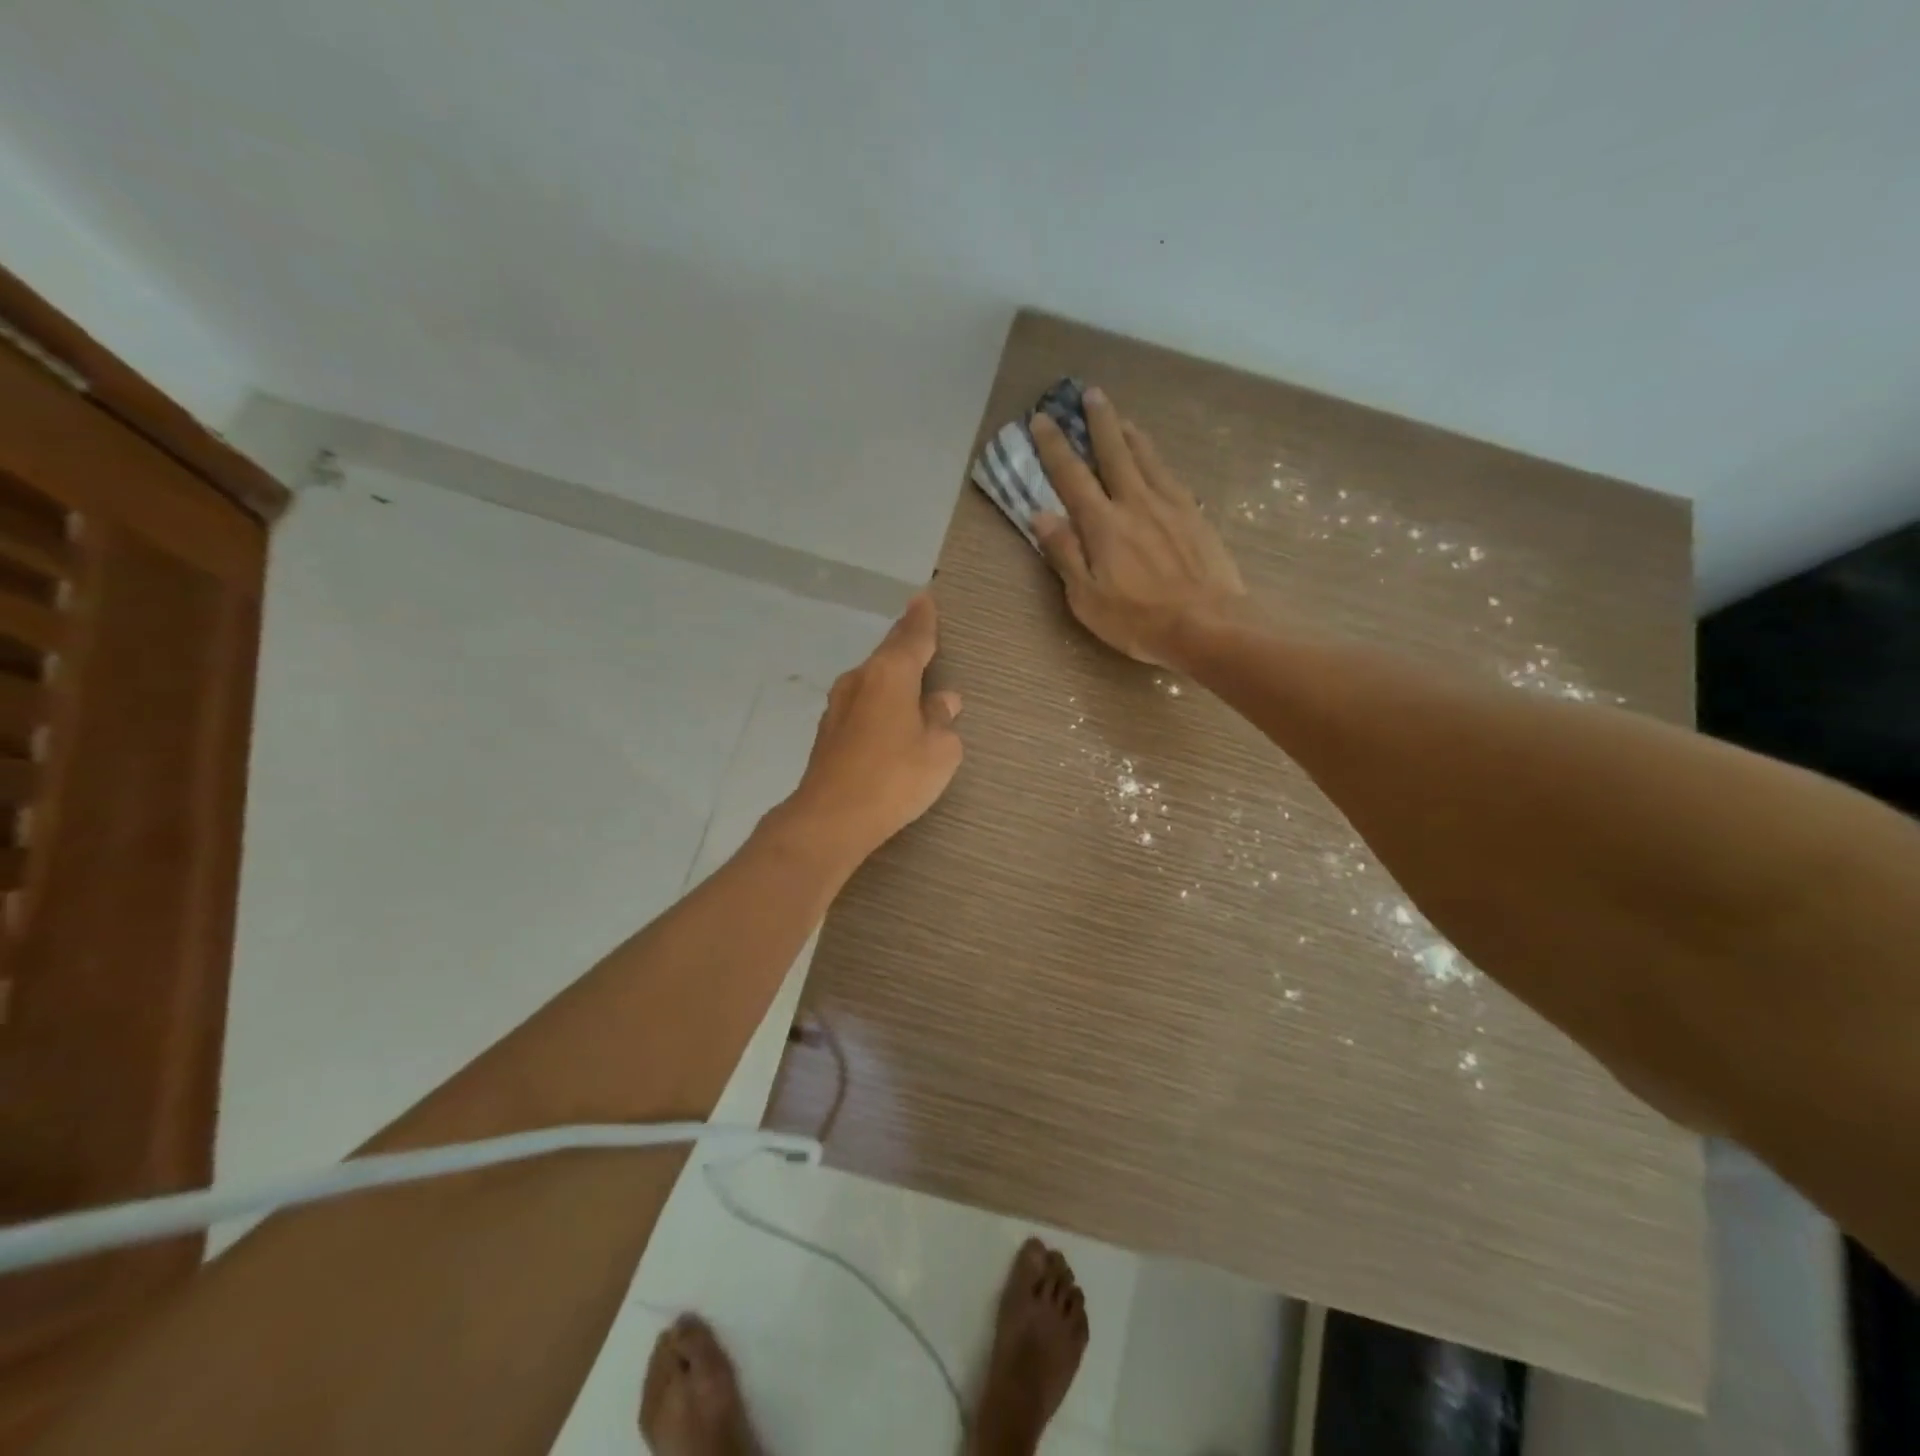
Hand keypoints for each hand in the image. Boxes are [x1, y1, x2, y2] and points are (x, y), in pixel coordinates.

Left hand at [777, 592, 963, 864]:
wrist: (831, 818)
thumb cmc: (894, 777)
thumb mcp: (939, 750)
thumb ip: (942, 719)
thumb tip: (943, 701)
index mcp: (890, 674)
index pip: (912, 636)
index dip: (922, 619)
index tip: (925, 598)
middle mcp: (860, 679)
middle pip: (888, 653)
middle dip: (906, 643)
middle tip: (923, 632)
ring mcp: (839, 705)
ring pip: (873, 679)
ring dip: (892, 677)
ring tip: (913, 680)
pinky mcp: (829, 732)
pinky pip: (863, 704)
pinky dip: (879, 703)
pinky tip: (890, 718)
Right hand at [1030, 387, 1246, 667]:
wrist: (1209, 625)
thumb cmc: (1139, 620)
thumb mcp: (1087, 598)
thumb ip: (1064, 553)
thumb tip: (1040, 514)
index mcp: (1103, 524)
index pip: (1071, 476)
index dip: (1054, 447)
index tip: (1043, 419)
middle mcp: (1135, 503)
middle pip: (1114, 452)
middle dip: (1099, 422)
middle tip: (1091, 393)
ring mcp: (1170, 506)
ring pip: (1147, 458)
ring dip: (1131, 434)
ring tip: (1123, 417)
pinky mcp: (1196, 516)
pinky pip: (1172, 477)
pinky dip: (1157, 460)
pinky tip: (1157, 460)